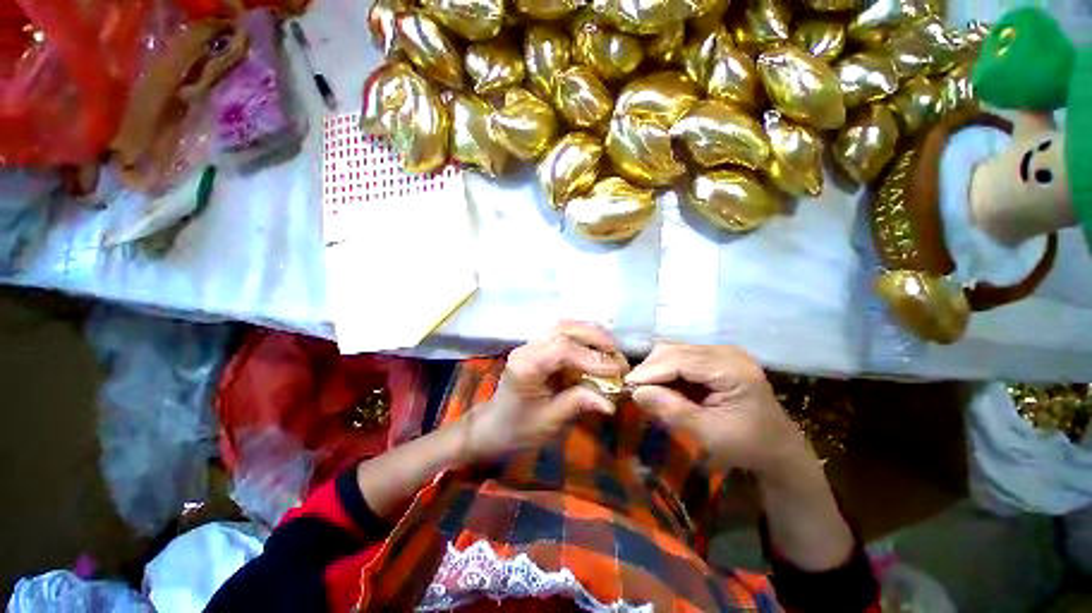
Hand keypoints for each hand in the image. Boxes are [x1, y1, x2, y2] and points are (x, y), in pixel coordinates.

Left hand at [462, 322, 627, 461]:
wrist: (494, 425)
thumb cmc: (518, 429)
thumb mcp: (549, 422)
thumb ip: (578, 404)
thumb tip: (611, 402)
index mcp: (526, 366)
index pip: (562, 349)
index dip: (593, 357)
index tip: (617, 371)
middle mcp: (527, 347)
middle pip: (565, 328)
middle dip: (597, 339)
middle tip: (619, 356)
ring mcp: (531, 343)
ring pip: (565, 325)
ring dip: (593, 334)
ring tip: (613, 350)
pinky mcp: (538, 345)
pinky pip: (564, 332)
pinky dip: (585, 337)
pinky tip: (598, 348)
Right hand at [625, 343, 808, 477]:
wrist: (777, 448)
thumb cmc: (746, 446)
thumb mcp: (708, 435)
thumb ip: (672, 411)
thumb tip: (636, 392)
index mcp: (732, 369)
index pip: (679, 360)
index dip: (649, 371)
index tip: (624, 386)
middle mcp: (726, 352)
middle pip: (674, 350)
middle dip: (650, 369)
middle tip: (633, 391)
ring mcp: (722, 352)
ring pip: (674, 350)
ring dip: (656, 369)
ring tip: (646, 390)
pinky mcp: (716, 357)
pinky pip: (681, 357)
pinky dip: (667, 371)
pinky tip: (662, 387)